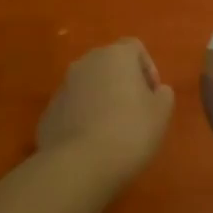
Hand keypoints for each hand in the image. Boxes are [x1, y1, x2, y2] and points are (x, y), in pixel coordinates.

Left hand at [36, 39, 174, 184]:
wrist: (78, 165)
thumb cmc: (129, 132)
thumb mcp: (161, 114)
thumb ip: (163, 95)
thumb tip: (156, 91)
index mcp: (115, 56)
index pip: (135, 47)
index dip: (148, 69)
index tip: (153, 95)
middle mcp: (86, 63)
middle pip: (109, 64)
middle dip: (123, 82)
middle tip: (135, 111)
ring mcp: (63, 86)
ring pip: (89, 85)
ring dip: (102, 99)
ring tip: (113, 130)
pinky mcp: (49, 111)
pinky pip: (73, 107)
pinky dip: (84, 117)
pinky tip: (92, 142)